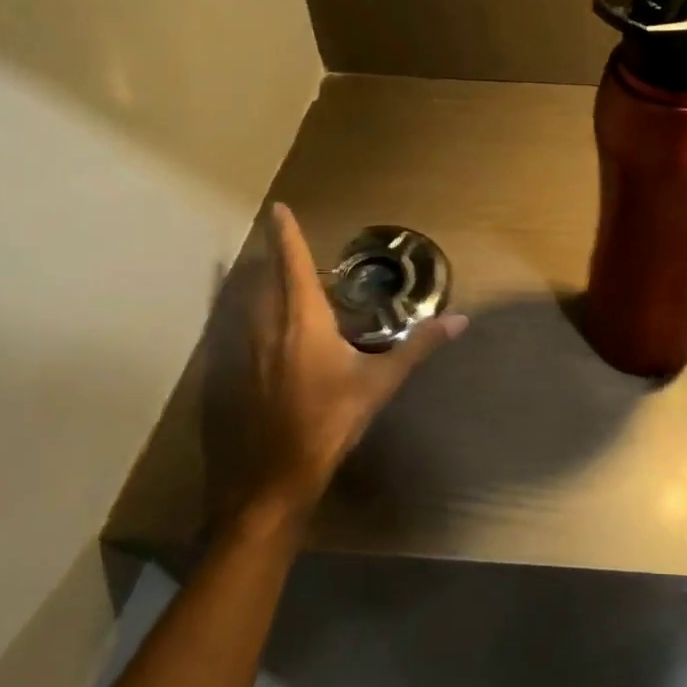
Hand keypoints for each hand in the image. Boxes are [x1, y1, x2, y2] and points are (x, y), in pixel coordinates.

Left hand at [207, 204, 466, 527]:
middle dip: (271, 257)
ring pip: (243, 302)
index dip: (286, 233)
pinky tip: (255, 330)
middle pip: (262, 277)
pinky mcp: (226, 375)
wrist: (271, 478)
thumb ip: (418, 346)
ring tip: (268, 278)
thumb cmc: (329, 422)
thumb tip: (460, 320)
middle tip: (281, 245)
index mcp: (302, 320)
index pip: (293, 263)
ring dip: (255, 284)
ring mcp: (239, 350)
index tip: (277, 208)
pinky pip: (233, 329)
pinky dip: (244, 315)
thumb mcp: (379, 383)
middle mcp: (264, 325)